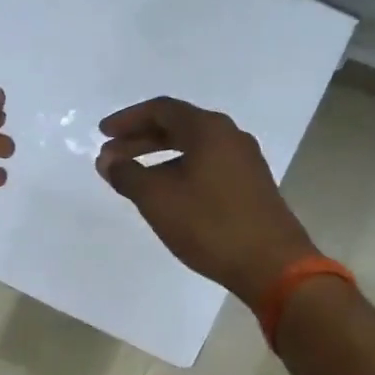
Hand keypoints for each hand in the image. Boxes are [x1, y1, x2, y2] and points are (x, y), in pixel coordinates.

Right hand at [96, 96, 317, 304]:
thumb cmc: (209, 225)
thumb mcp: (157, 199)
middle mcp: (230, 137)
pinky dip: (180, 171)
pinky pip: (207, 165)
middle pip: (178, 126)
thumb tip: (108, 160)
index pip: (161, 109)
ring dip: (159, 157)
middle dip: (140, 139)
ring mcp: (245, 161)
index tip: (102, 134)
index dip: (128, 119)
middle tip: (111, 156)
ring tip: (134, 178)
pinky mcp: (251, 185)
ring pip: (193, 148)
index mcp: (209, 130)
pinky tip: (167, 194)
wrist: (272, 265)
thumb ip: (127, 174)